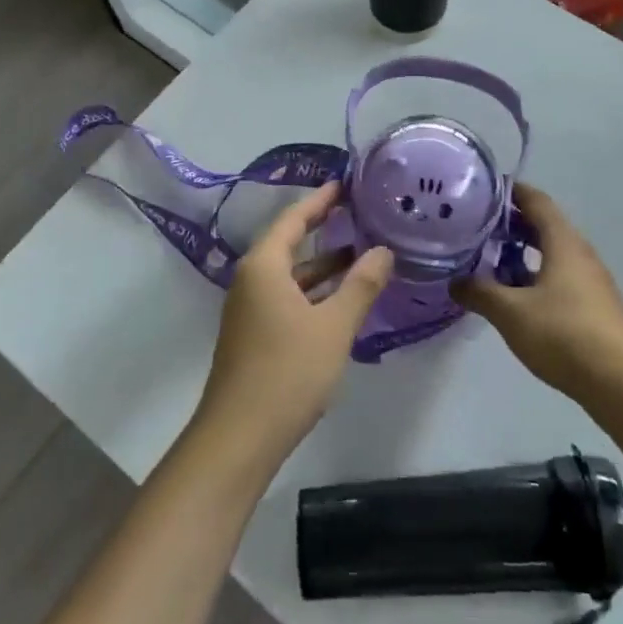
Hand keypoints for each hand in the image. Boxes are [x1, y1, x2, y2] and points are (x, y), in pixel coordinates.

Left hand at [192, 181, 392, 471]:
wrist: (238, 439)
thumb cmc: (287, 372)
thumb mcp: (333, 326)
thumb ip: (361, 286)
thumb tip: (383, 250)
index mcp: (264, 266)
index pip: (293, 219)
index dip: (320, 200)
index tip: (345, 184)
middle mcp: (251, 280)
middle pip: (289, 243)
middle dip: (323, 229)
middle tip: (358, 212)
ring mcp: (249, 310)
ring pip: (290, 275)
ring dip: (323, 266)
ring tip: (361, 254)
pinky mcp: (254, 335)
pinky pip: (287, 298)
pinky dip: (314, 292)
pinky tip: (342, 300)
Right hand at [453, 184, 622, 398]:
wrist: (620, 382)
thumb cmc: (563, 333)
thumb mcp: (510, 312)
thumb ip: (479, 293)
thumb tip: (455, 282)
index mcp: (563, 242)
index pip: (537, 201)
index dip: (512, 192)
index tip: (483, 190)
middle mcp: (580, 253)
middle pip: (545, 226)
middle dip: (512, 224)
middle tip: (477, 227)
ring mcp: (590, 281)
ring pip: (552, 254)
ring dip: (523, 253)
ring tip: (490, 262)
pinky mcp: (594, 306)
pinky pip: (560, 277)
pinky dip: (536, 276)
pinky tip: (516, 297)